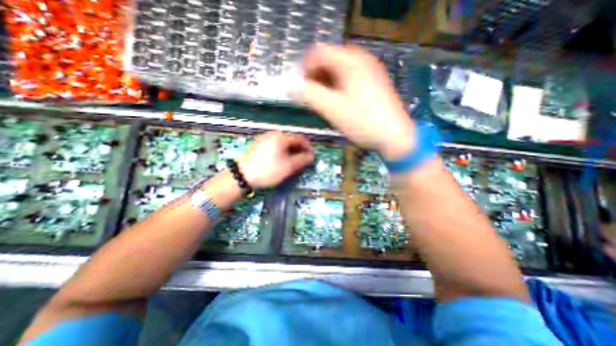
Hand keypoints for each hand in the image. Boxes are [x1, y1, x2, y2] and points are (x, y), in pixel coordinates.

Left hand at [236, 131, 313, 188]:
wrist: (242, 176)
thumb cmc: (268, 170)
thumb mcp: (289, 166)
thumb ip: (303, 160)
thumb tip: (312, 156)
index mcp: (281, 137)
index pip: (300, 138)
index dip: (308, 147)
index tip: (312, 157)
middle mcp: (272, 134)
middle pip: (291, 140)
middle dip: (299, 149)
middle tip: (303, 160)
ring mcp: (264, 138)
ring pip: (283, 143)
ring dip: (291, 151)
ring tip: (294, 161)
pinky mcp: (258, 145)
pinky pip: (275, 145)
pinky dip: (282, 151)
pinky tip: (282, 160)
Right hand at [302, 43, 415, 160]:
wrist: (395, 137)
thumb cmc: (363, 122)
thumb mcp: (332, 109)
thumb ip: (309, 95)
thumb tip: (290, 86)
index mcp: (351, 61)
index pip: (319, 53)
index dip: (305, 69)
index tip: (301, 88)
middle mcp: (362, 60)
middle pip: (329, 61)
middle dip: (316, 78)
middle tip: (312, 98)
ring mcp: (370, 71)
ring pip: (339, 71)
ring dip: (326, 84)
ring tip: (324, 102)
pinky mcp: (373, 83)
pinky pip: (349, 79)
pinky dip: (338, 87)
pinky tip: (338, 102)